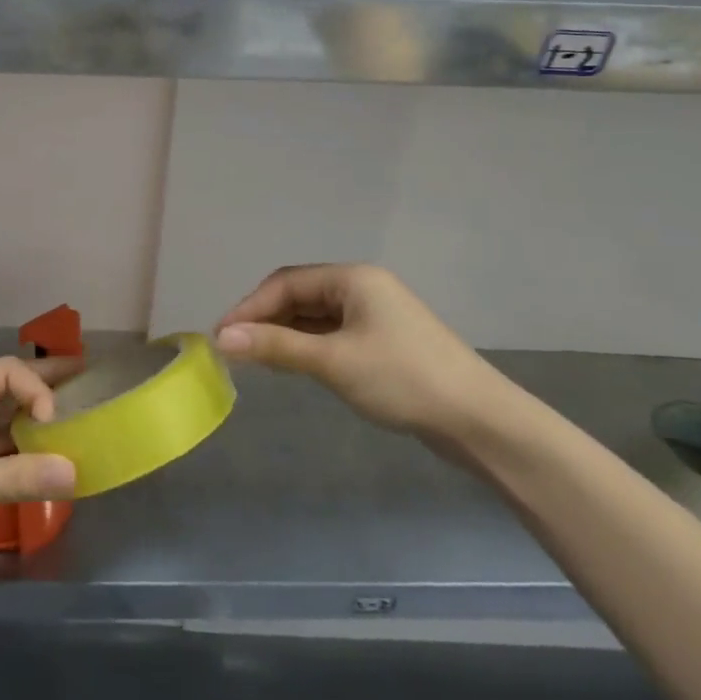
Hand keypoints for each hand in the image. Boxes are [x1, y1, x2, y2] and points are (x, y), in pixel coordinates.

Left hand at [0, 356, 79, 576]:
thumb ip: (14, 479)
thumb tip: (74, 471)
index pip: (3, 373)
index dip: (36, 388)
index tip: (54, 422)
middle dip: (39, 385)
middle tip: (84, 380)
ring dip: (24, 423)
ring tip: (65, 425)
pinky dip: (6, 454)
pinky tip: (30, 464)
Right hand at [215, 264, 499, 439]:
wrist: (479, 421)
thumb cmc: (403, 379)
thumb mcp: (333, 361)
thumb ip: (275, 346)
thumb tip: (221, 337)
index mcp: (351, 278)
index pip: (285, 283)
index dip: (249, 307)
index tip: (220, 335)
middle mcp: (361, 288)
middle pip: (298, 296)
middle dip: (264, 319)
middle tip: (234, 349)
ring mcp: (374, 314)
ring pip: (314, 317)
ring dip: (283, 334)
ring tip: (254, 359)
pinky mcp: (382, 341)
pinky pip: (331, 334)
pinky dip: (306, 346)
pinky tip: (292, 364)